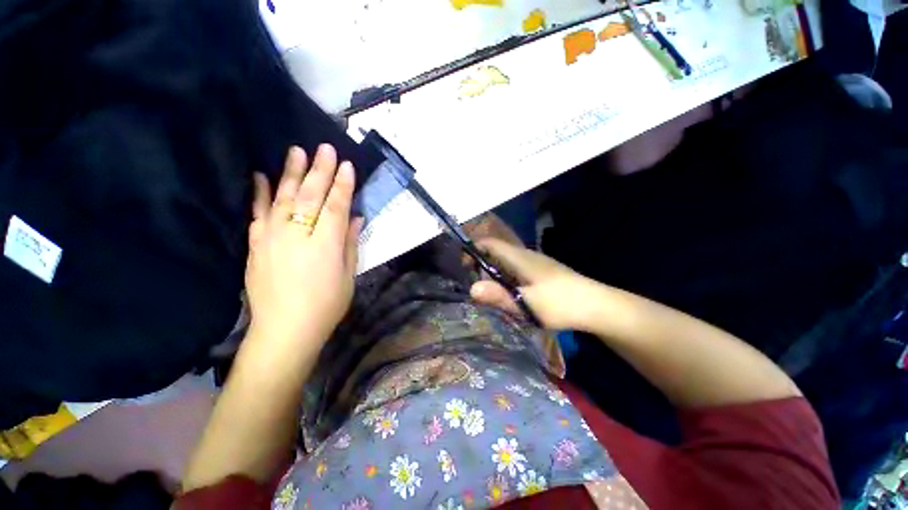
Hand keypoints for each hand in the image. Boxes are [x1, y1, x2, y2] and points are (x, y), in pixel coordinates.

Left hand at [245, 144, 361, 346]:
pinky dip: (259, 193)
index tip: (347, 166)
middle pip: (310, 196)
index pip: (336, 206)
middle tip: (325, 148)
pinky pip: (257, 213)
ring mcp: (272, 238)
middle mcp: (298, 235)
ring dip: (291, 173)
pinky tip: (260, 175)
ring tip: (296, 151)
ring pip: (283, 198)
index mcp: (326, 245)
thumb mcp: (348, 276)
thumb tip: (356, 219)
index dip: (343, 186)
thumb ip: (351, 244)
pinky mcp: (257, 245)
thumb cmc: (326, 305)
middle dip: (320, 171)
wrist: (285, 330)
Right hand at [469, 239, 602, 330]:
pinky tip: (509, 296)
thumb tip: (470, 289)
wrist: (597, 306)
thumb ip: (499, 296)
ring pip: (505, 263)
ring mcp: (534, 264)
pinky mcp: (541, 273)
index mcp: (519, 257)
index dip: (473, 250)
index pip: (489, 243)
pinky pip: (515, 271)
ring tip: (489, 294)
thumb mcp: (527, 303)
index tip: (464, 268)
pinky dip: (505, 279)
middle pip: (495, 252)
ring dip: (493, 274)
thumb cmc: (561, 303)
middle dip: (480, 266)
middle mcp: (525, 256)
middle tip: (476, 287)